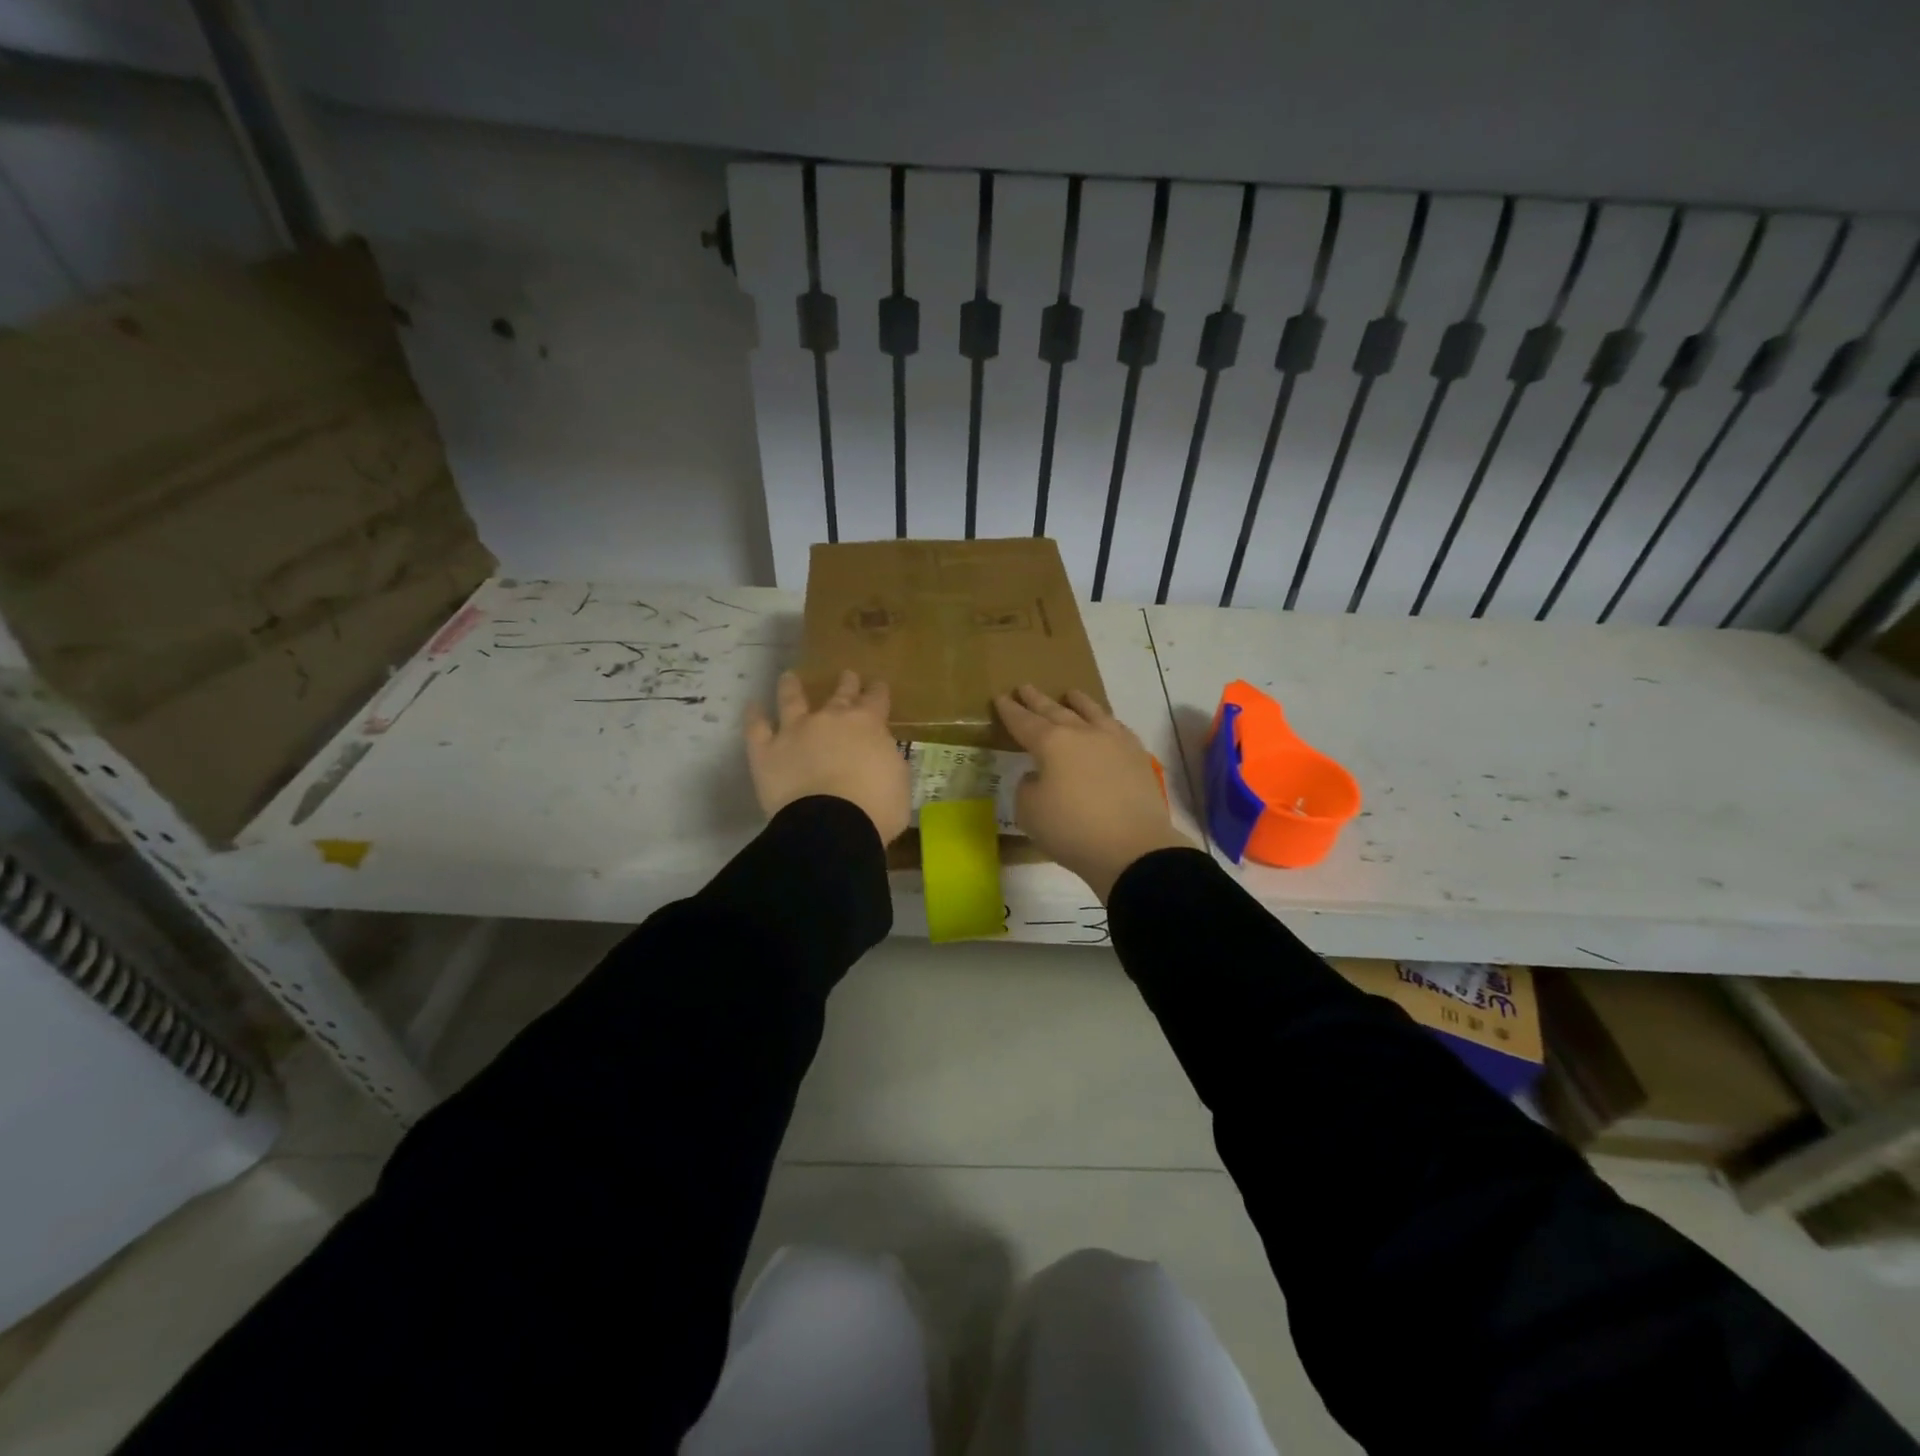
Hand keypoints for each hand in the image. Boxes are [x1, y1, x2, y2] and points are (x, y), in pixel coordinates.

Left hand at [745, 669, 909, 843]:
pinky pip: (757, 728)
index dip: (878, 692)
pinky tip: (753, 707)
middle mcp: (830, 719)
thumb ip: (887, 759)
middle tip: (847, 674)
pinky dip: (754, 716)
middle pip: (840, 695)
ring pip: (792, 700)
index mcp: (868, 725)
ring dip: (791, 687)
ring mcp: (795, 731)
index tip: (878, 685)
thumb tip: (878, 755)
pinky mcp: (767, 751)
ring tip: (789, 676)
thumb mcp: (898, 780)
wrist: (832, 826)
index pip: (876, 700)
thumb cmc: (877, 808)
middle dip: (846, 684)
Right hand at [995, 685, 1194, 902]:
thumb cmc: (1072, 830)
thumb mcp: (1030, 812)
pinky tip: (1107, 724)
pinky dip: (1106, 721)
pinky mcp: (1137, 757)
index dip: (1010, 711)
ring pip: (1092, 712)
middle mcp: (1083, 733)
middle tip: (1025, 687)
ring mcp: (1114, 742)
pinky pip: (1118, 729)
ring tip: (1070, 694)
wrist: (1132, 847)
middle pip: (1055, 711)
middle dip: (1037, 700)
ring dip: (1078, 702)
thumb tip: (1040, 777)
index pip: (1024, 722)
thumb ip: (1028, 788)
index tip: (1001, 698)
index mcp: (1051, 743)